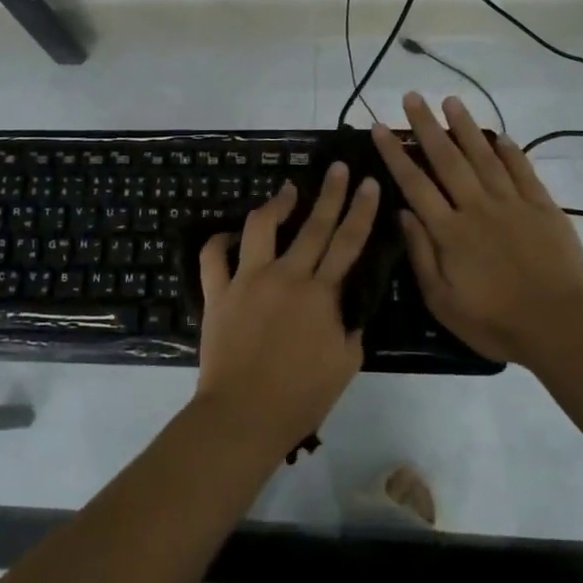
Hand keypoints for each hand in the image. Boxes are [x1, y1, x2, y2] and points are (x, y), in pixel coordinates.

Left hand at [195, 164, 380, 454]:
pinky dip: (220, 241)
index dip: (362, 210)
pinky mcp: (217, 293)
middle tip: (339, 168)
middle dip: (330, 193)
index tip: (369, 182)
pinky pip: (214, 257)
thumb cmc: (301, 397)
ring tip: (287, 190)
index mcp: (320, 294)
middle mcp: (286, 276)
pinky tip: (230, 234)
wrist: (244, 415)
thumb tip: (347, 308)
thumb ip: (351, 328)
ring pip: (261, 227)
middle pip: (313, 225)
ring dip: (276, 204)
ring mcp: (247, 280)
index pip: (348, 242)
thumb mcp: (345, 364)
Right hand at [371, 92, 582, 364]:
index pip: (415, 183)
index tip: (379, 128)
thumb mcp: (443, 301)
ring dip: (466, 128)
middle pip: (447, 159)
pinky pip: (523, 171)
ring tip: (451, 101)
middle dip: (427, 126)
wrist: (561, 325)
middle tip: (412, 97)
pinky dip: (510, 151)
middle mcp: (478, 207)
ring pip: (484, 157)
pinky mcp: (543, 208)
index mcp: (450, 231)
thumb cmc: (495, 322)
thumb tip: (403, 213)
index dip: (395, 154)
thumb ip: (421, 254)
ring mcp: (513, 204)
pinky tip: (499, 136)